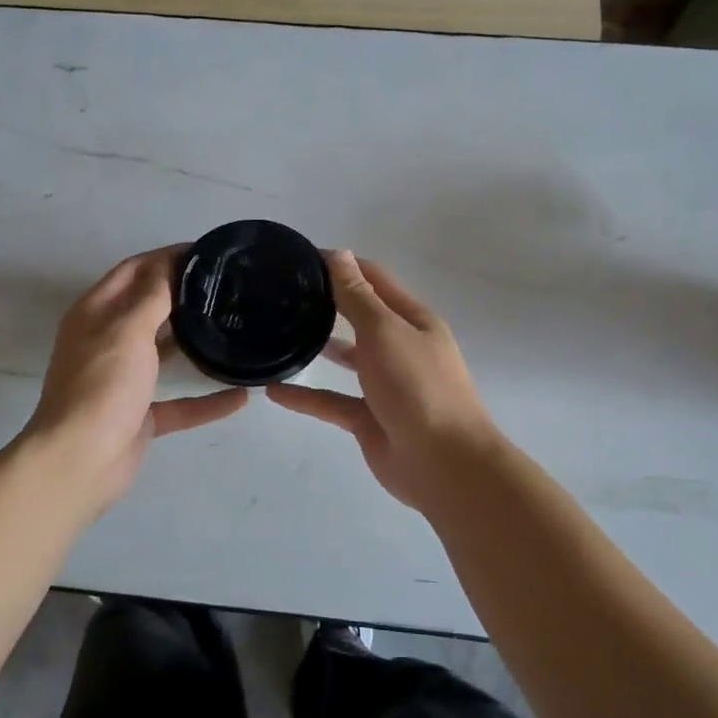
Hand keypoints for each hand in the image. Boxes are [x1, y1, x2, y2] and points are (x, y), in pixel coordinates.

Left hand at [22, 247, 247, 509]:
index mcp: (96, 313)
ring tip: (234, 328)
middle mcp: (107, 341)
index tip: (208, 253)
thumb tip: (173, 263)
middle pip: (149, 308)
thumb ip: (153, 295)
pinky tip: (241, 396)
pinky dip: (206, 400)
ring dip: (194, 343)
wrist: (80, 461)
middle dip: (184, 295)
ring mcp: (123, 380)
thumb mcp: (128, 329)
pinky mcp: (139, 415)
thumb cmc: (102, 386)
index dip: (167, 257)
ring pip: (164, 353)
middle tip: (228, 288)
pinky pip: (179, 403)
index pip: (134, 270)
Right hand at [268, 252, 500, 510]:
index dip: (342, 265)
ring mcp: (385, 386)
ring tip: (278, 333)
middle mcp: (400, 348)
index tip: (301, 258)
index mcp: (412, 320)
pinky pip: (331, 401)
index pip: (374, 280)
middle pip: (360, 317)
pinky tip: (273, 391)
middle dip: (328, 303)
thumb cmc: (418, 386)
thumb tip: (339, 254)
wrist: (443, 463)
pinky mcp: (368, 419)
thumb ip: (357, 297)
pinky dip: (305, 397)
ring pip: (347, 359)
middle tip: (282, 294)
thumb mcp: (384, 332)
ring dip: (319, 346)